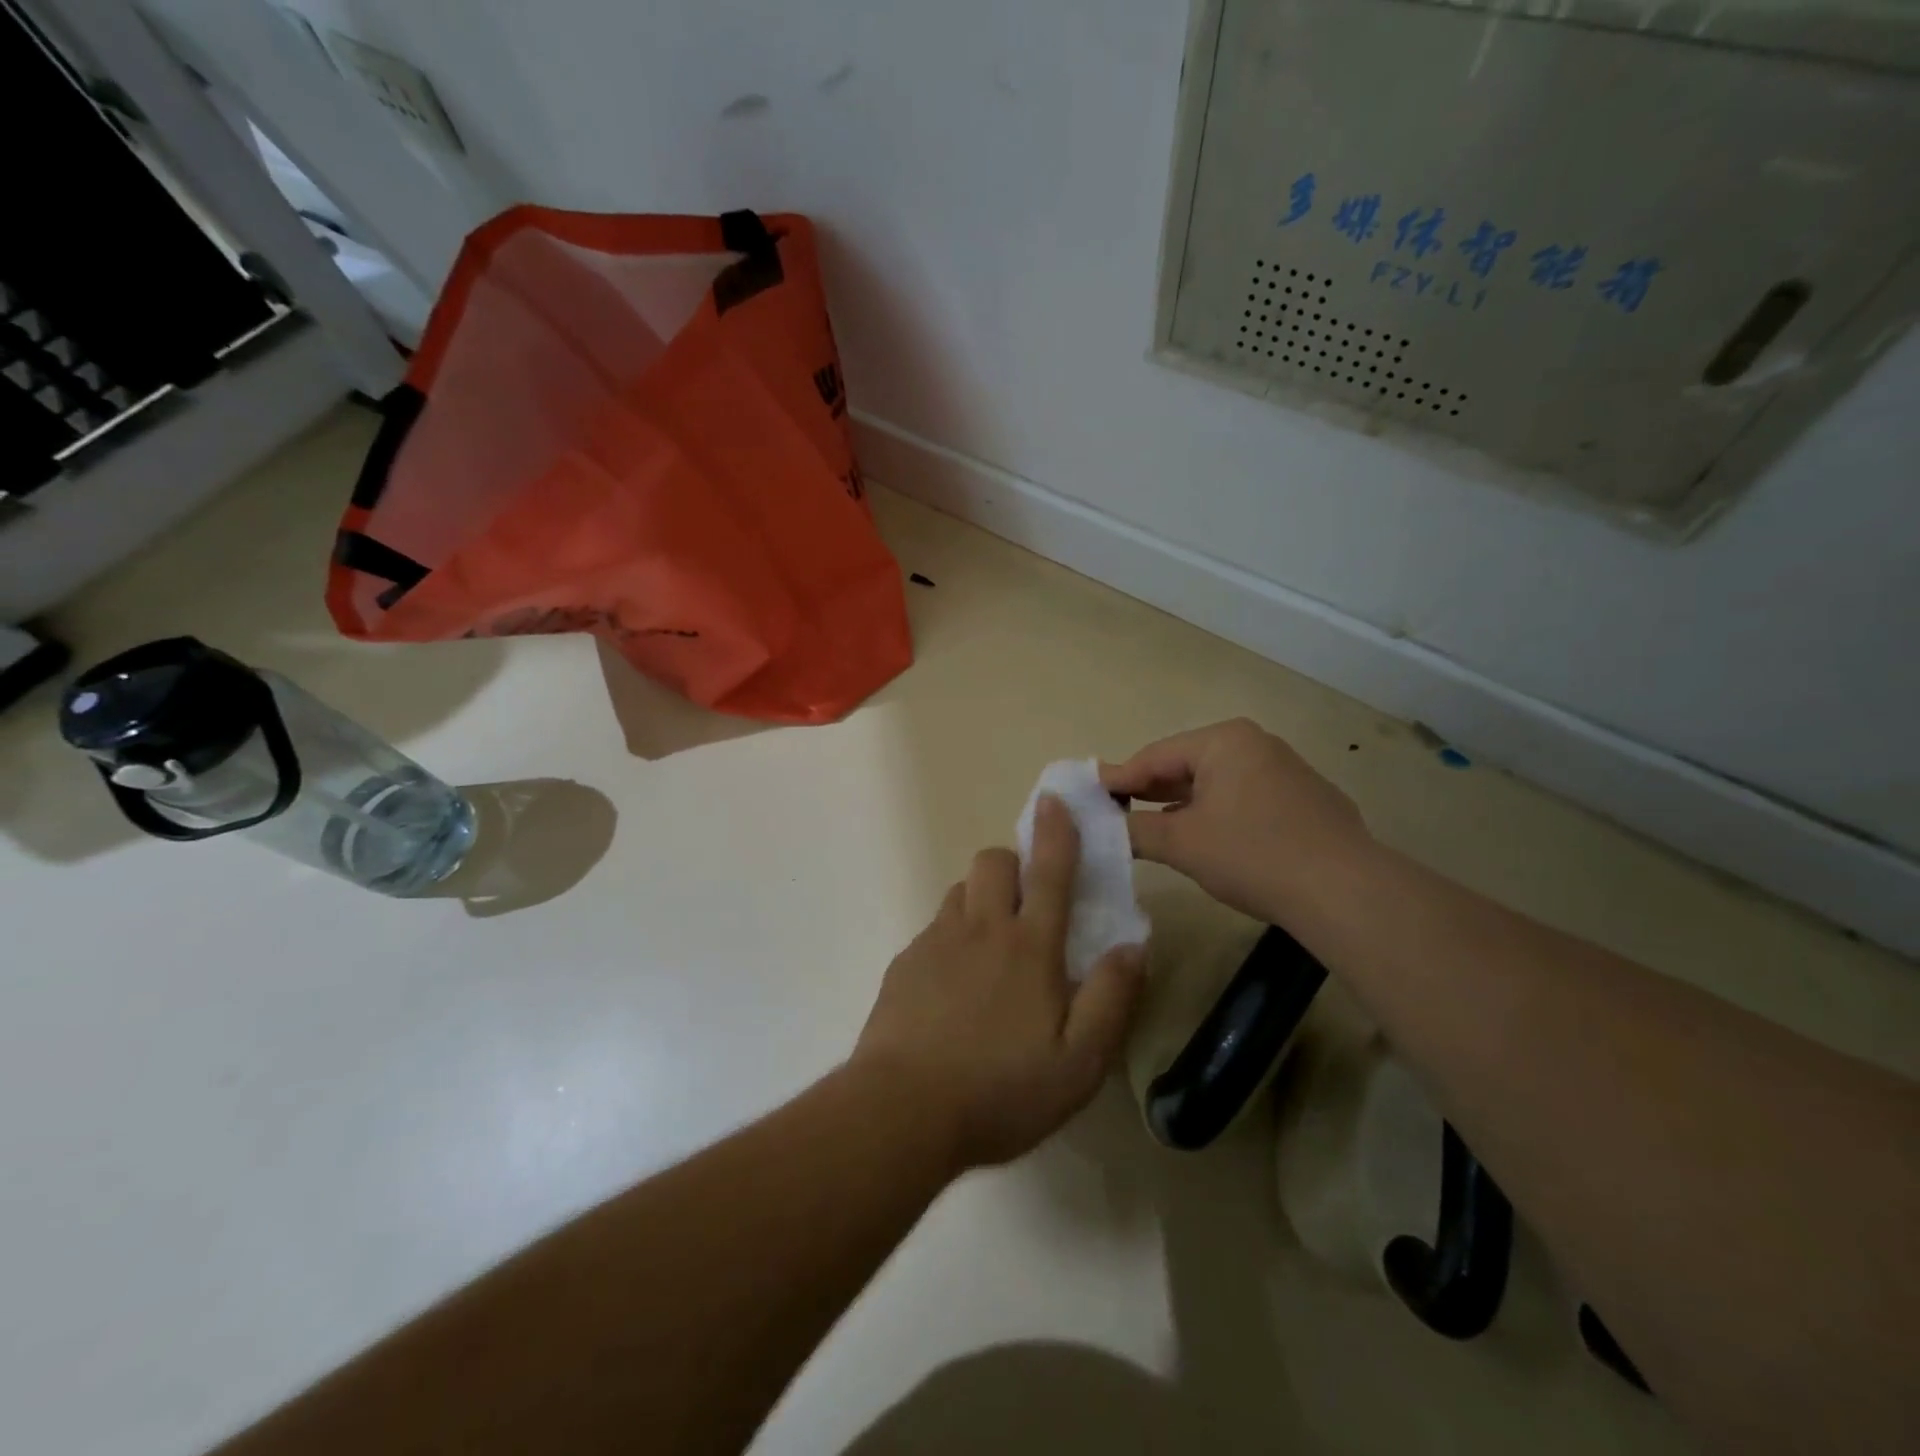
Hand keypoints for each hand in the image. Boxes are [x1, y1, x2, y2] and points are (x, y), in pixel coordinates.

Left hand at [851, 796, 1145, 1170]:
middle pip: (992, 862)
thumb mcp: (1080, 1062)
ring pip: (960, 891)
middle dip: (1013, 863)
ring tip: (991, 945)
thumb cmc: (1002, 1090)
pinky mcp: (905, 964)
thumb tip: (1134, 945)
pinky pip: (934, 928)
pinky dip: (952, 936)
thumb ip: (1112, 998)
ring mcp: (936, 943)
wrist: (903, 1110)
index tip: (1054, 800)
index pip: (1050, 872)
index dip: (1056, 831)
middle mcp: (981, 930)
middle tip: (1026, 902)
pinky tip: (953, 985)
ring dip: (980, 898)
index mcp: (1029, 947)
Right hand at [1100, 718, 1374, 924]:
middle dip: (1150, 790)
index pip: (1155, 755)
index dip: (1119, 778)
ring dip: (1182, 804)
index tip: (1089, 795)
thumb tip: (1102, 824)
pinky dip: (1216, 814)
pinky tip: (1206, 839)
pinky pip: (1244, 799)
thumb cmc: (1252, 854)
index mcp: (1224, 741)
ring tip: (1152, 826)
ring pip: (1216, 784)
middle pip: (1186, 765)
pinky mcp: (1305, 801)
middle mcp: (1256, 744)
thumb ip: (1134, 829)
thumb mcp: (1181, 842)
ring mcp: (1286, 771)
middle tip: (1114, 811)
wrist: (1345, 892)